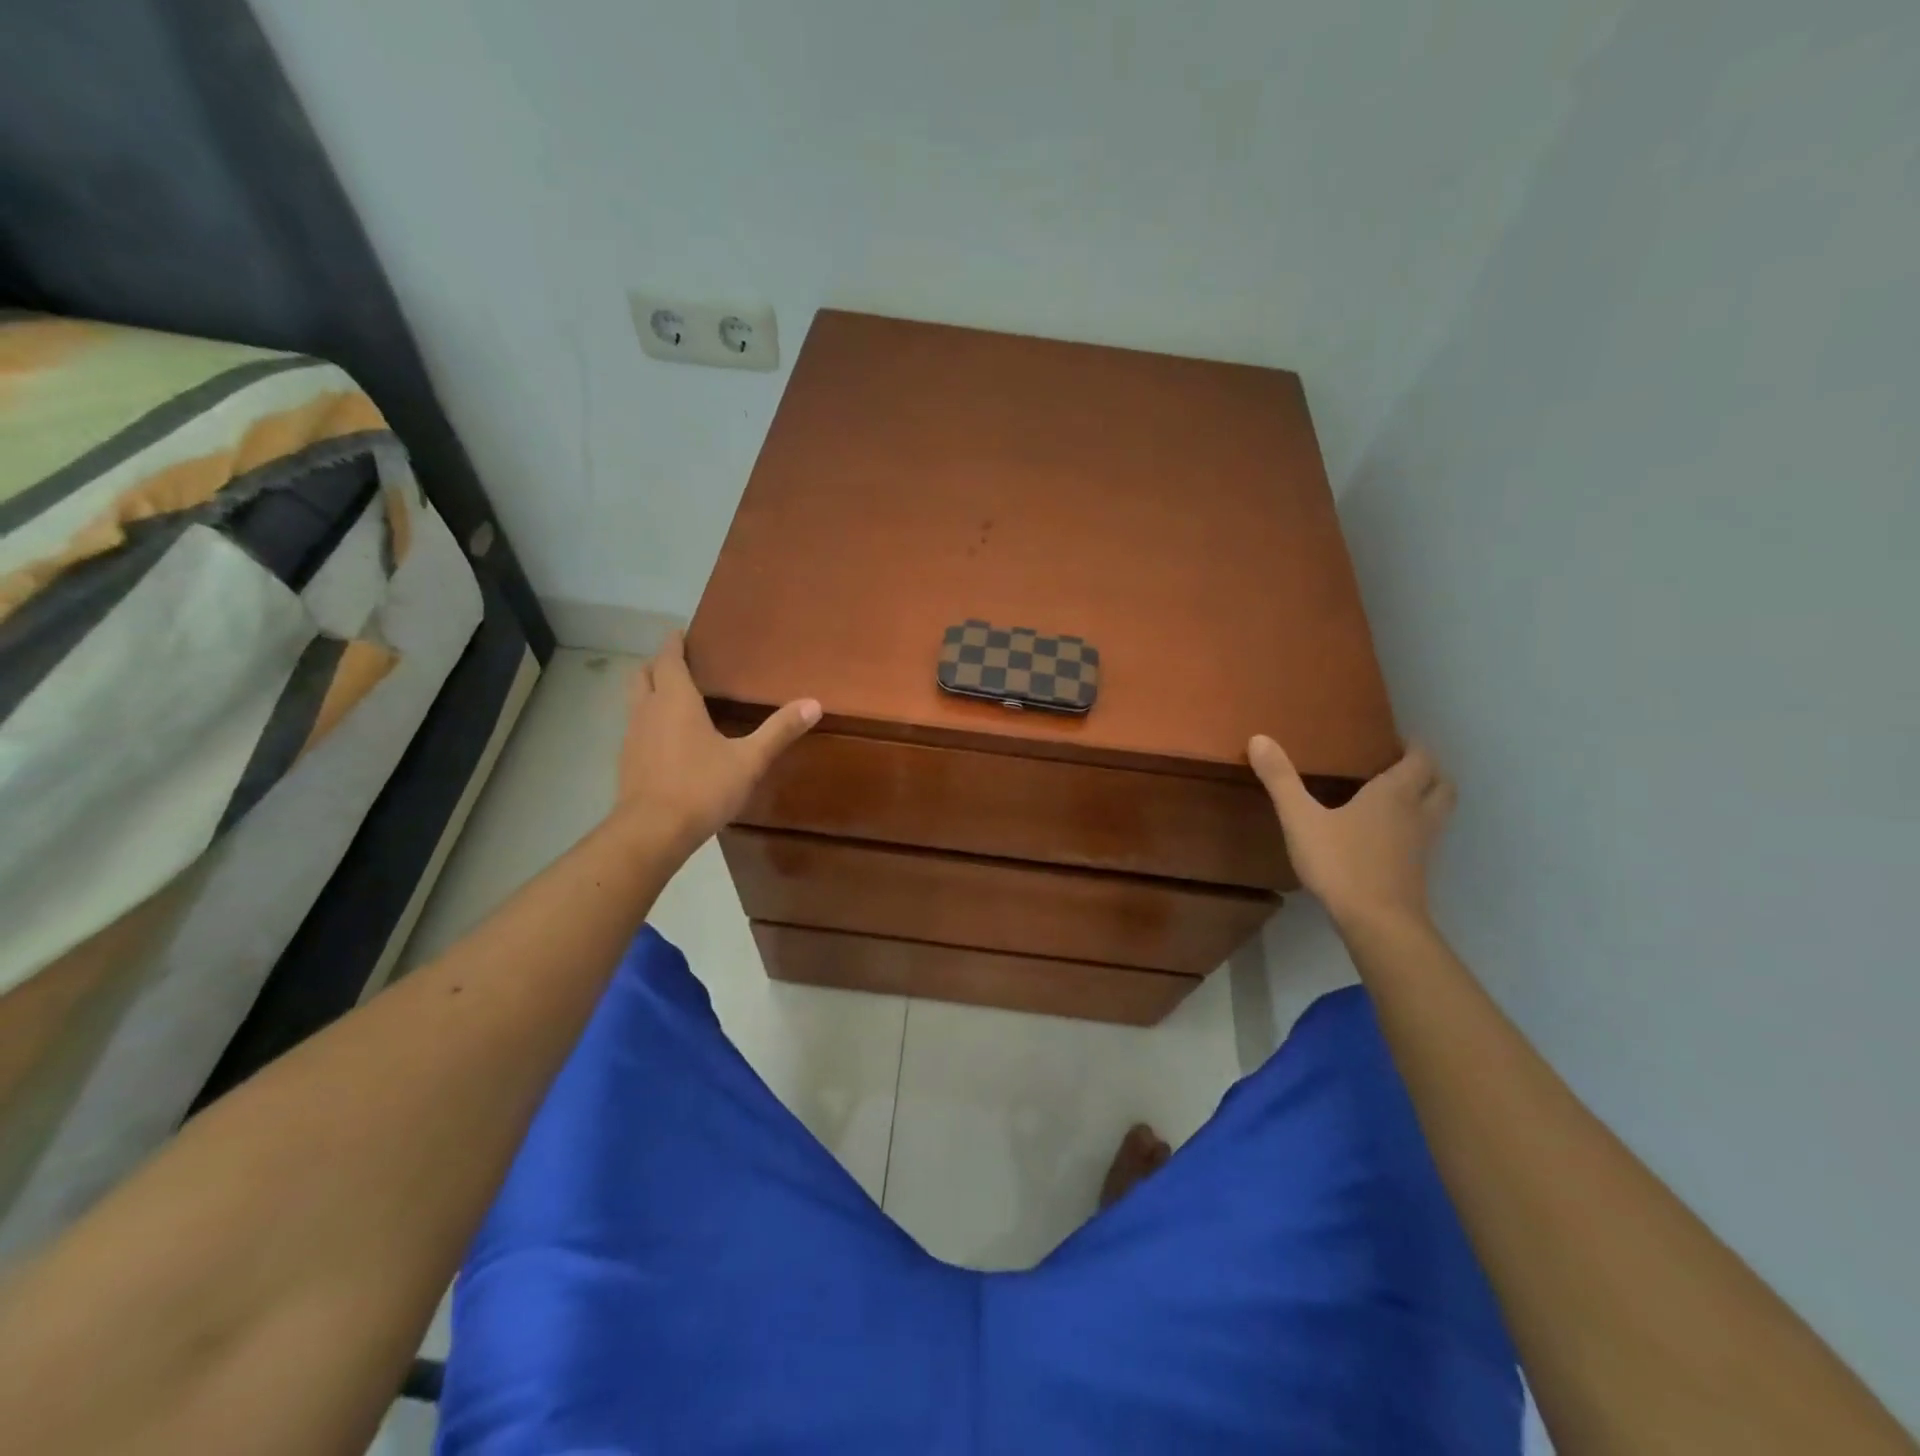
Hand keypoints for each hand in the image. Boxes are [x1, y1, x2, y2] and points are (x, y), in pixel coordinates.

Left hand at [614, 631, 819, 850]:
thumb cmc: (701, 788)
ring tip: (676, 697)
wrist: (651, 832)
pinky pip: (636, 727)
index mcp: (675, 700)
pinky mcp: (627, 761)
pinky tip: (669, 739)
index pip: (668, 658)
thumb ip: (779, 731)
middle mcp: (647, 710)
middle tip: (681, 663)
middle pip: (643, 673)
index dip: (674, 643)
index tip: (682, 633)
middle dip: (659, 663)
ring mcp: (632, 736)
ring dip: (650, 690)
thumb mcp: (749, 760)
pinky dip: (649, 720)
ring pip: (635, 700)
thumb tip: (814, 703)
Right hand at [1248, 735, 1455, 933]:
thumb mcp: (1301, 819)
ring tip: (1396, 797)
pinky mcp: (1418, 870)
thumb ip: (1281, 780)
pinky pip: (1426, 837)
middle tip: (1399, 765)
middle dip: (1427, 770)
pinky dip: (1415, 827)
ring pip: (1438, 811)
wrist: (1378, 922)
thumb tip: (1259, 738)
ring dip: (1426, 798)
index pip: (1421, 759)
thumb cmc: (1341, 863)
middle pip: (1441, 783)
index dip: (1412, 746)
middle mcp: (1417, 813)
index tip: (1394, 739)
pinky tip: (1386, 836)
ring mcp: (1423, 844)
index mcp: (1395, 793)